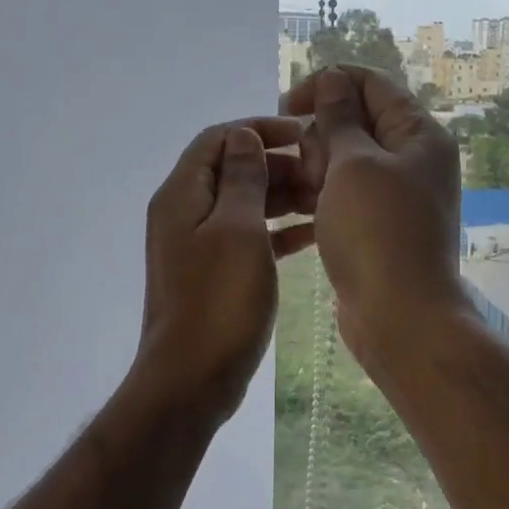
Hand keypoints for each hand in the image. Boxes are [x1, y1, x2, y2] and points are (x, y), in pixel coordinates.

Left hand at [130, 116, 314, 421]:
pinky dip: (277, 230)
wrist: (191, 378)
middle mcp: (185, 212)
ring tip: (326, 201)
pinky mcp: (214, 272)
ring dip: (282, 196)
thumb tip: (244, 136)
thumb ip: (242, 177)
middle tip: (323, 175)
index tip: (304, 136)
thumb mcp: (237, 229)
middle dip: (278, 165)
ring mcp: (198, 244)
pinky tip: (314, 233)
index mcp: (183, 194)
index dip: (260, 129)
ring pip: (244, 203)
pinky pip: (248, 236)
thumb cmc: (218, 299)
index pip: (219, 138)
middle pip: (232, 169)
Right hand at [283, 66, 464, 369]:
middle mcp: (411, 159)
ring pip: (342, 161)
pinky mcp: (376, 225)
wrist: (400, 317)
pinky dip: (319, 197)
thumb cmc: (377, 232)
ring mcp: (395, 195)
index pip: (371, 83)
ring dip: (315, 171)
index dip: (327, 84)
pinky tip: (295, 213)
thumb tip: (334, 79)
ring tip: (302, 195)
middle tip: (308, 171)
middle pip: (354, 121)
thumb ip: (339, 118)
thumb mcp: (354, 164)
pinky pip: (342, 195)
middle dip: (320, 137)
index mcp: (418, 134)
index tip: (286, 106)